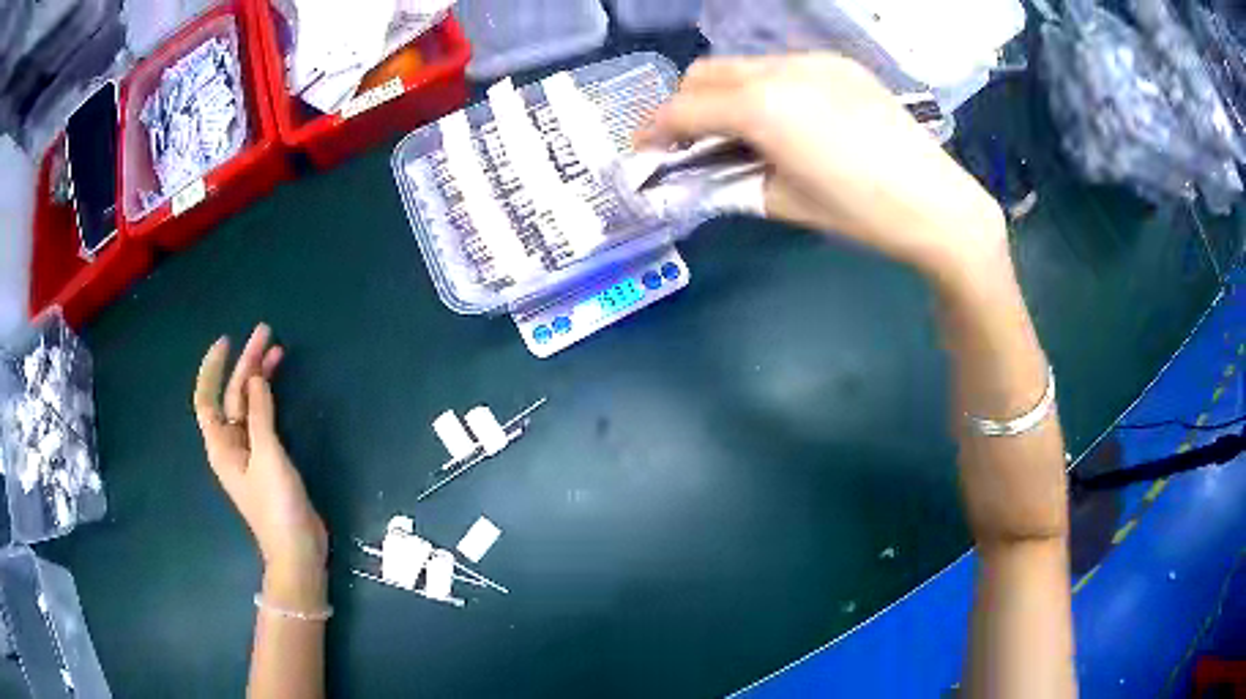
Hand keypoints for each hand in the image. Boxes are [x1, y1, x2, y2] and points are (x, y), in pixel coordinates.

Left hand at [192, 324, 326, 577]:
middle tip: (266, 334)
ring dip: (258, 377)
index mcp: (221, 445)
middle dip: (245, 364)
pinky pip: (260, 418)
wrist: (297, 548)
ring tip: (276, 350)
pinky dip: (267, 398)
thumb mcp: (268, 457)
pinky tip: (276, 385)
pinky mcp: (266, 459)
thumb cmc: (277, 506)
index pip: (206, 398)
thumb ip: (259, 415)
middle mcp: (230, 444)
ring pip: (247, 405)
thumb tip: (255, 379)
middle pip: (231, 396)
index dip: (212, 368)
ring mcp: (249, 452)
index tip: (227, 341)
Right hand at [636, 54, 1008, 288]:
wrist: (939, 205)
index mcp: (763, 106)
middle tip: (689, 144)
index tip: (643, 152)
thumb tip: (698, 175)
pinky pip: (782, 66)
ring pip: (744, 65)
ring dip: (724, 94)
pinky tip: (785, 120)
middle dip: (685, 106)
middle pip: (706, 73)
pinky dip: (763, 87)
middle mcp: (782, 68)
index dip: (654, 130)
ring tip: (739, 133)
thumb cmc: (861, 213)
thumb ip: (730, 181)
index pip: (685, 108)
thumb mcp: (784, 203)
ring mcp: (815, 61)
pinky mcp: (842, 65)